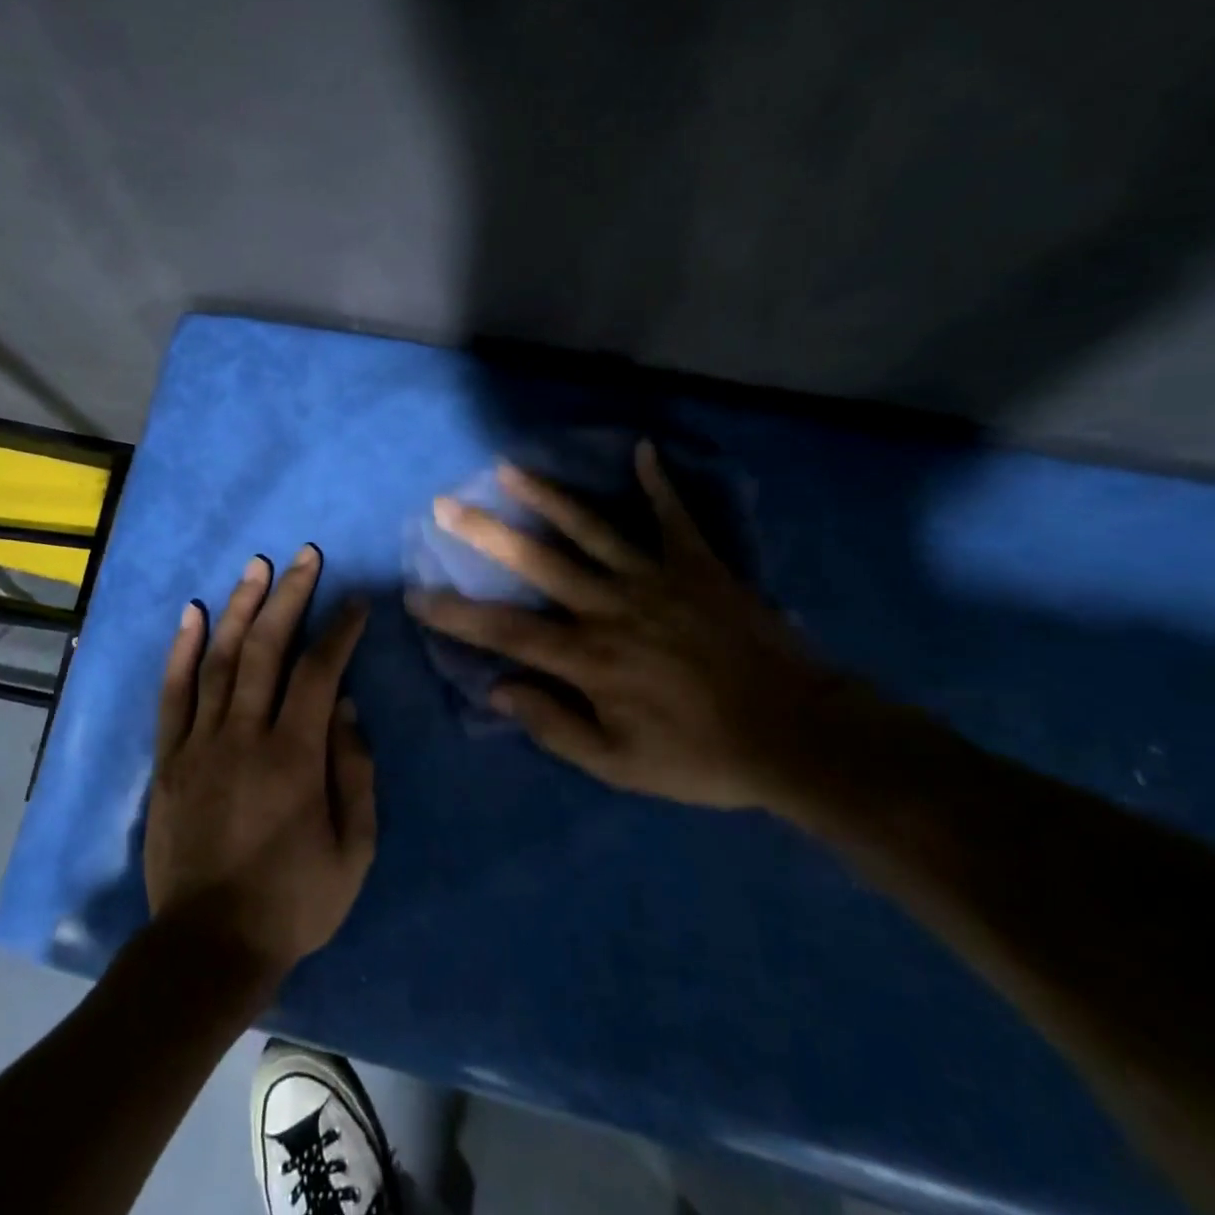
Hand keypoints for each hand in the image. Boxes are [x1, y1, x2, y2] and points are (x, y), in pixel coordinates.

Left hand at [145, 546, 375, 985]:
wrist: (207, 948)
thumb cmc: (292, 903)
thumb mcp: (353, 852)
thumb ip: (356, 774)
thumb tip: (349, 709)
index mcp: (294, 756)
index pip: (320, 672)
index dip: (340, 630)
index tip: (356, 603)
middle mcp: (244, 735)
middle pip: (266, 648)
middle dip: (290, 596)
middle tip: (306, 557)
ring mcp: (199, 743)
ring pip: (219, 658)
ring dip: (240, 607)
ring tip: (257, 566)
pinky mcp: (169, 758)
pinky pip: (173, 693)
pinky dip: (181, 649)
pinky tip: (192, 612)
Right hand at [406, 442, 849, 810]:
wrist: (798, 735)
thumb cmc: (701, 756)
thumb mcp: (619, 765)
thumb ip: (554, 726)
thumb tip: (499, 691)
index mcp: (588, 657)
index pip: (505, 630)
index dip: (456, 613)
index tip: (416, 594)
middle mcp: (610, 606)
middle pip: (536, 562)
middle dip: (484, 532)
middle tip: (444, 505)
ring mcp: (655, 579)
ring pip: (590, 529)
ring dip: (547, 496)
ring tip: (509, 467)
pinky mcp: (698, 566)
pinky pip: (674, 517)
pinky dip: (659, 484)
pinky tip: (642, 449)